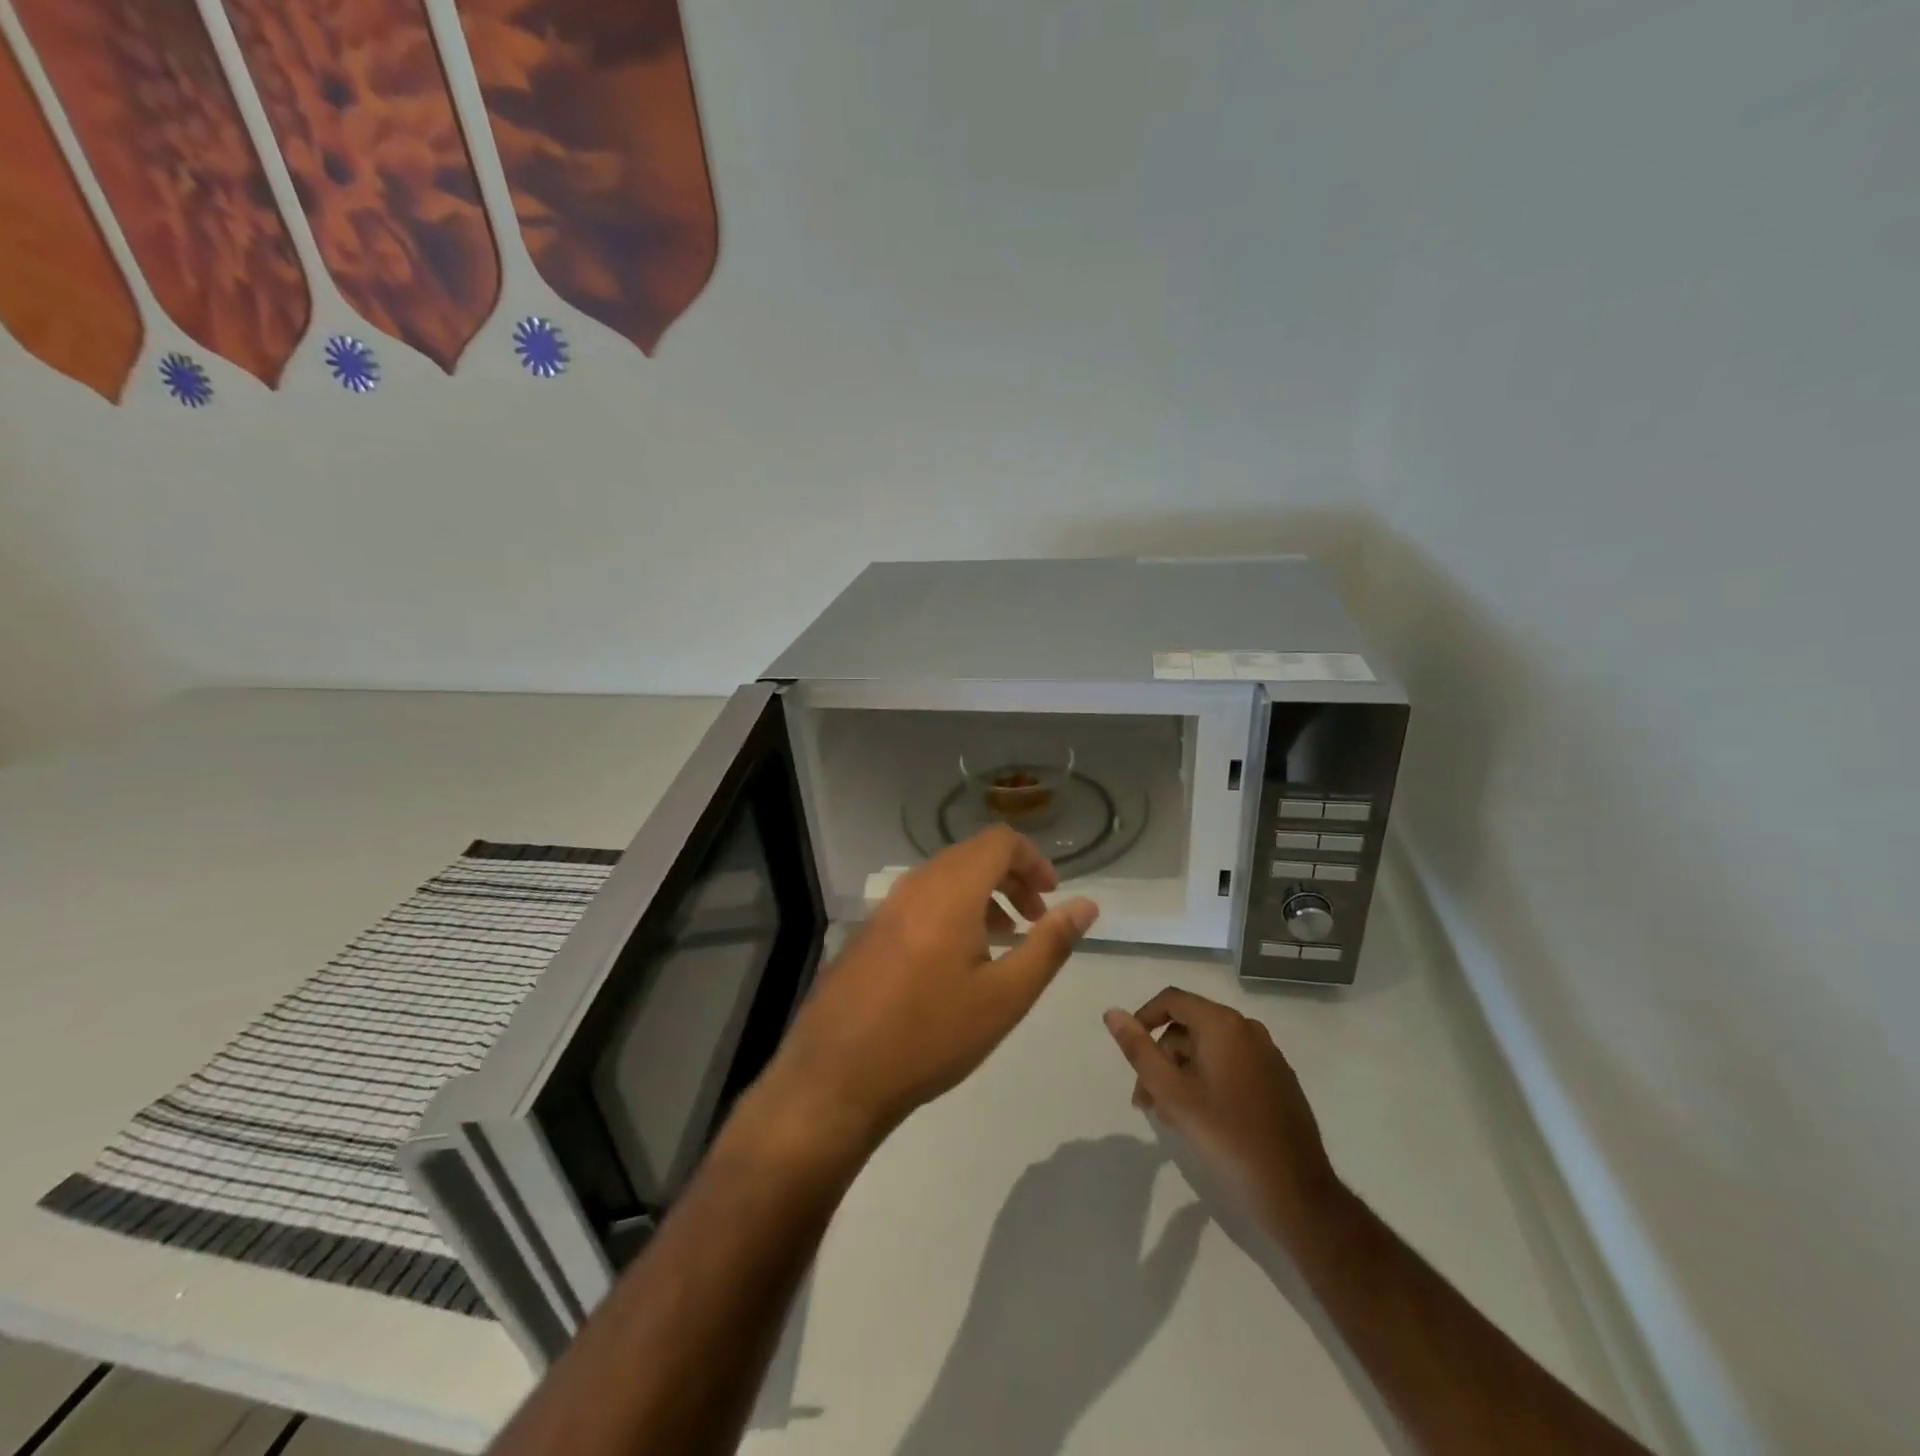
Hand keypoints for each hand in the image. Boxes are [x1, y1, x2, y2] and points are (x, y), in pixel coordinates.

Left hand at [765, 826, 1098, 1147]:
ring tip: (1003, 939)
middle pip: (971, 855)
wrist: (836, 1075)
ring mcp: (885, 907)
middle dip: (1010, 878)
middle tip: (1035, 918)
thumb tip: (1086, 905)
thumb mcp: (1005, 996)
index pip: (999, 841)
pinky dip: (950, 909)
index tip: (1051, 897)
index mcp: (950, 890)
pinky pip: (919, 900)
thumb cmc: (931, 1035)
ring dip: (981, 895)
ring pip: (944, 878)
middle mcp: (915, 885)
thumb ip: (1050, 944)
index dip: (1032, 859)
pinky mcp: (868, 930)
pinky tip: (956, 959)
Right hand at [1103, 988, 1341, 1246]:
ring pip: (1210, 1048)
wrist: (1296, 1192)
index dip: (1144, 1019)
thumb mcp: (1171, 1093)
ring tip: (1170, 1116)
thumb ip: (1139, 1049)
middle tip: (1145, 1099)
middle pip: (1189, 1026)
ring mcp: (1267, 1055)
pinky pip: (1232, 1065)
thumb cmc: (1226, 1136)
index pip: (1172, 1000)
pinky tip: (1201, 1118)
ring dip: (1182, 1073)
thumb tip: (1112, 1013)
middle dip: (1161, 1056)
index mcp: (1222, 1024)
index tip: (1130, 1053)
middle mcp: (1247, 1029)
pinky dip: (1208, 1080)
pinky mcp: (1278, 1080)